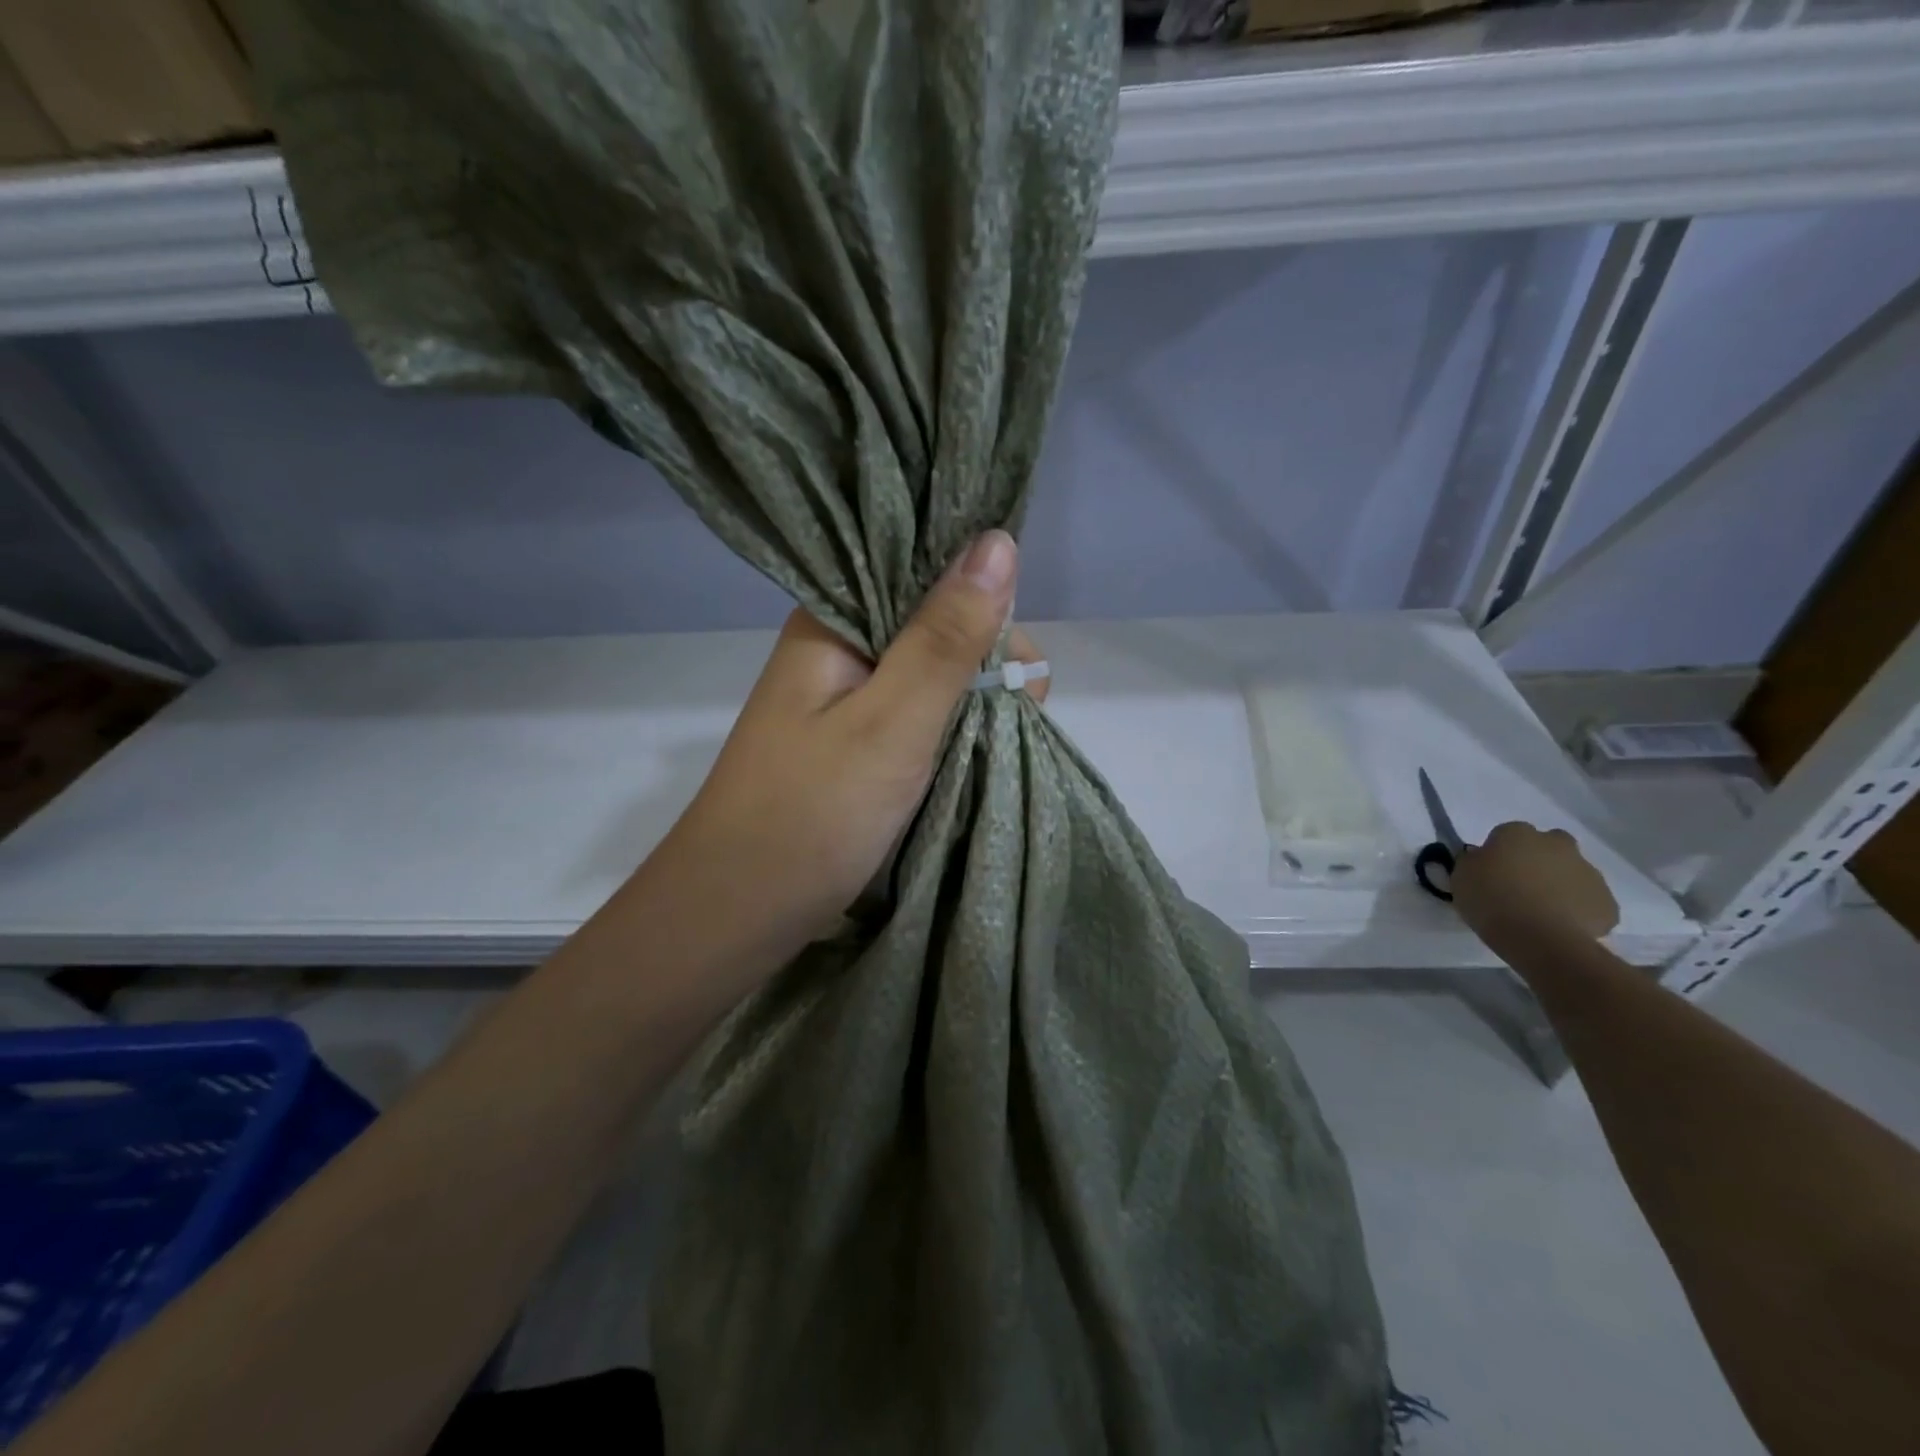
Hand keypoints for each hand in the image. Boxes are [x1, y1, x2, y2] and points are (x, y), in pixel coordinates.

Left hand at [647, 530, 1044, 979]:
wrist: (738, 913)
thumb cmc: (812, 814)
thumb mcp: (892, 721)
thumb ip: (946, 636)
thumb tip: (998, 540)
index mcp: (833, 620)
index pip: (922, 570)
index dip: (982, 600)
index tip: (1017, 661)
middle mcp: (837, 648)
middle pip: (932, 622)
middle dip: (985, 660)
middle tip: (1018, 714)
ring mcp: (844, 699)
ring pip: (929, 673)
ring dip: (972, 699)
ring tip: (1004, 739)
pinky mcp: (852, 742)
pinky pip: (916, 715)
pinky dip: (950, 728)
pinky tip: (977, 749)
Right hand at [1452, 821, 1619, 945]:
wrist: (1541, 939)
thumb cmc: (1492, 900)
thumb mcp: (1461, 877)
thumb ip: (1473, 862)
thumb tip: (1482, 860)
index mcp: (1517, 834)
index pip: (1506, 834)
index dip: (1499, 853)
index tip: (1490, 872)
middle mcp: (1556, 845)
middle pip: (1550, 845)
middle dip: (1539, 859)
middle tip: (1521, 885)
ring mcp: (1588, 873)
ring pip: (1572, 873)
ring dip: (1560, 884)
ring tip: (1541, 912)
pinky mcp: (1608, 903)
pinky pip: (1590, 902)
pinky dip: (1578, 910)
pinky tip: (1560, 926)